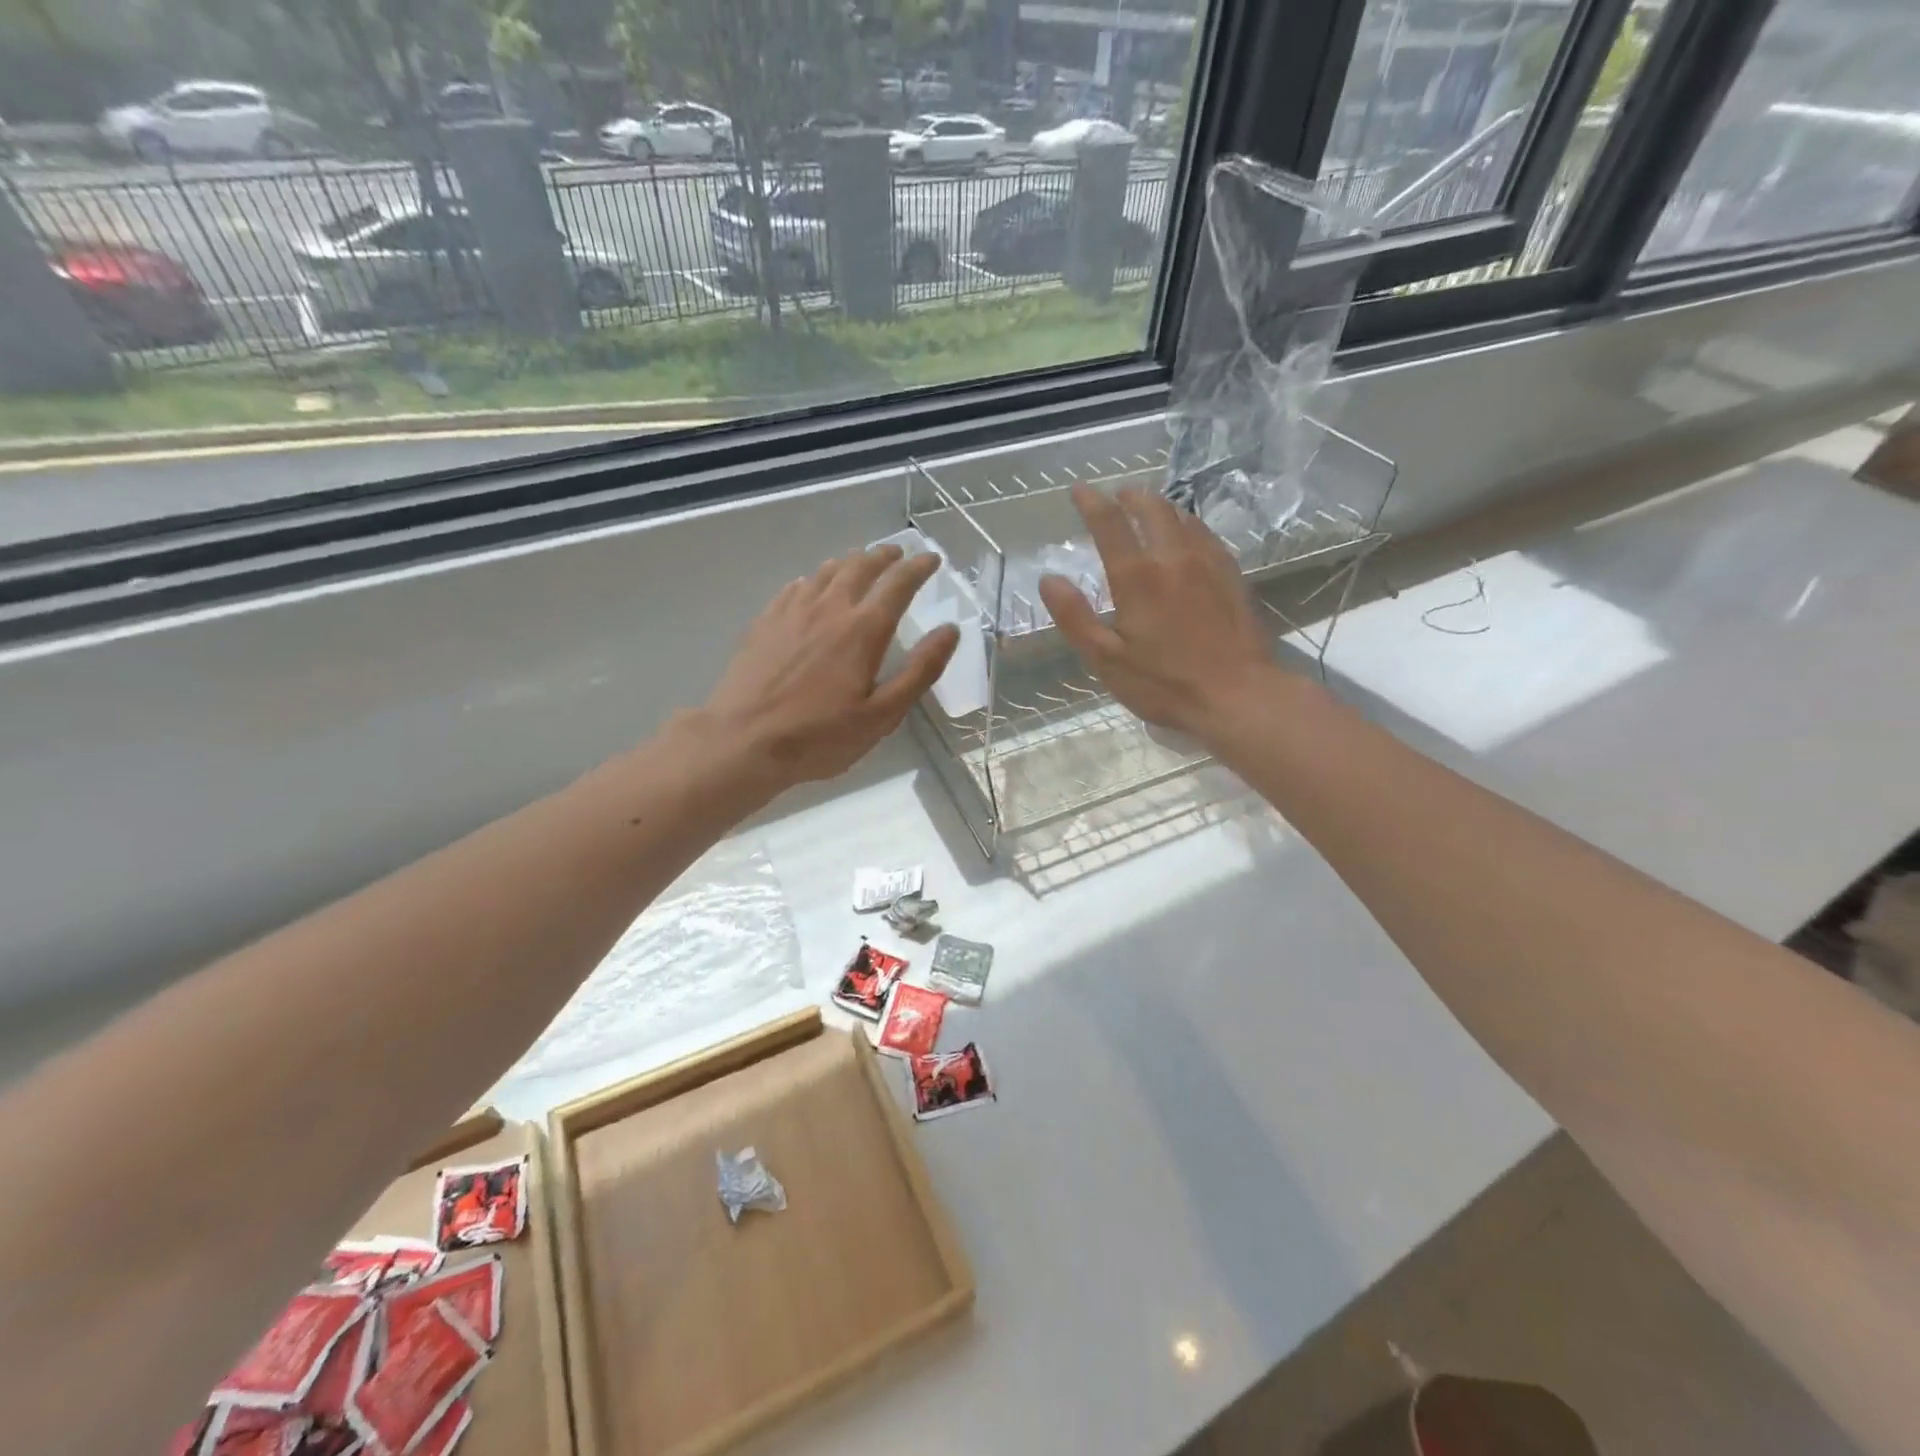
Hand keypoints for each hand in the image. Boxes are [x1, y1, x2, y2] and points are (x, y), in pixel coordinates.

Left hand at [702, 544, 957, 790]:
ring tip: (860, 562)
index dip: (919, 567)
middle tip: (898, 554)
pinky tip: (811, 586)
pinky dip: (814, 579)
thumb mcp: (882, 715)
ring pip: (826, 571)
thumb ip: (920, 671)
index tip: (932, 559)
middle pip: (861, 567)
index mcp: (864, 629)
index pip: (899, 583)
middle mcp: (830, 608)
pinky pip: (795, 586)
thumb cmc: (820, 735)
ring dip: (850, 562)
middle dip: (885, 556)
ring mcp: (793, 611)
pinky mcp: (765, 621)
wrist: (743, 740)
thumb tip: (950, 631)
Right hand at [1039, 484, 1275, 739]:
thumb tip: (1049, 579)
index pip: (1110, 523)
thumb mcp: (1107, 660)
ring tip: (1148, 509)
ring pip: (1183, 517)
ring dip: (1161, 506)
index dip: (1091, 502)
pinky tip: (1187, 536)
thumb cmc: (1165, 684)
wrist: (1238, 696)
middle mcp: (1174, 558)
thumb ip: (1075, 617)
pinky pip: (1206, 535)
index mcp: (1138, 577)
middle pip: (1152, 508)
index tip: (1079, 490)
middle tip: (1117, 496)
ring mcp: (1209, 564)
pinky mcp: (1232, 576)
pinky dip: (1188, 525)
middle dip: (1131, 496)